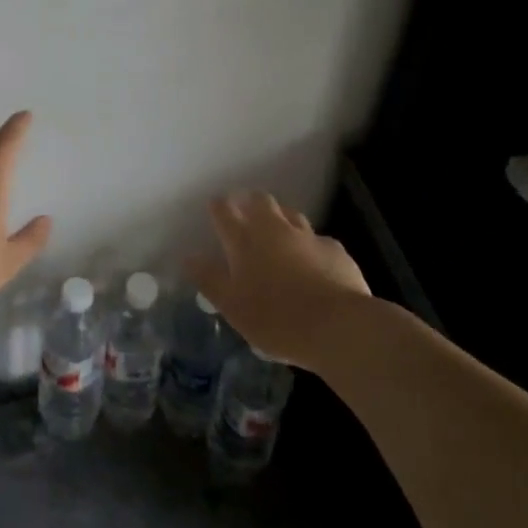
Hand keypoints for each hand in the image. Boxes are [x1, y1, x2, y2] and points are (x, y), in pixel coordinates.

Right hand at [185, 192, 372, 367]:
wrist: (338, 327)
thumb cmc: (275, 319)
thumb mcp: (232, 306)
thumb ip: (209, 279)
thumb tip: (189, 257)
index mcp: (244, 241)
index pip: (224, 211)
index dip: (218, 206)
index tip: (215, 207)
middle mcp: (275, 229)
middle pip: (260, 201)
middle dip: (249, 201)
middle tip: (244, 211)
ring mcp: (308, 237)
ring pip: (290, 214)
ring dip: (280, 217)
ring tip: (276, 231)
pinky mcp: (334, 250)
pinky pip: (317, 240)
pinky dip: (309, 245)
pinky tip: (312, 261)